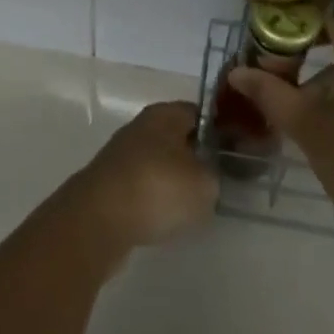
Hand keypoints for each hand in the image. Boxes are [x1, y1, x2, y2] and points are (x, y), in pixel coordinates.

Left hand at [71, 100, 217, 251]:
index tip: (235, 153)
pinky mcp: (109, 184)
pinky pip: (142, 186)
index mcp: (166, 114)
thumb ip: (215, 175)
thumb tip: (210, 176)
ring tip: (193, 204)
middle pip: (177, 137)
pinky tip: (164, 219)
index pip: (200, 113)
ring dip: (174, 180)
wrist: (97, 220)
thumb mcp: (204, 184)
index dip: (220, 131)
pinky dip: (154, 200)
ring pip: (159, 163)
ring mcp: (122, 155)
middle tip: (217, 180)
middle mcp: (142, 126)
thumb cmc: (157, 188)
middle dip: (196, 157)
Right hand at [227, 10, 333, 247]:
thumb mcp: (308, 126)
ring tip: (293, 101)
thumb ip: (270, 92)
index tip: (264, 48)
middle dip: (303, 51)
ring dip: (323, 72)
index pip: (319, 12)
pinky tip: (325, 115)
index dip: (288, 27)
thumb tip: (237, 72)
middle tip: (273, 75)